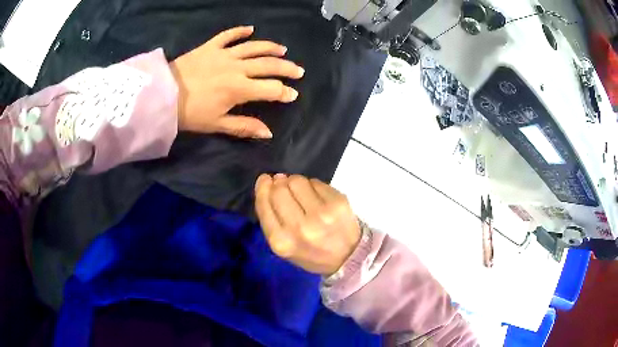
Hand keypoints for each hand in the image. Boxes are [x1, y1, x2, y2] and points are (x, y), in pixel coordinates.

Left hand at [170, 26, 304, 138]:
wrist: (163, 96)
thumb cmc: (190, 114)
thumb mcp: (217, 124)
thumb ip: (244, 126)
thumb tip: (269, 133)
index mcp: (240, 89)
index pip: (271, 89)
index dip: (284, 93)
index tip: (293, 95)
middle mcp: (237, 68)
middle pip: (268, 65)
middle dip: (287, 68)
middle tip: (299, 71)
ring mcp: (224, 54)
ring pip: (254, 47)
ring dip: (271, 47)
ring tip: (283, 49)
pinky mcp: (211, 46)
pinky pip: (228, 35)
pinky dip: (239, 31)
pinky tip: (250, 29)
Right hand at [255, 174, 360, 274]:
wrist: (347, 258)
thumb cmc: (311, 253)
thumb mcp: (283, 246)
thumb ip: (270, 218)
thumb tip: (269, 183)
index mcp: (281, 241)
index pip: (264, 204)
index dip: (262, 188)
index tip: (265, 180)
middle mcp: (300, 227)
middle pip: (279, 189)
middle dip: (279, 184)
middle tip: (284, 186)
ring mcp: (321, 214)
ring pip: (297, 180)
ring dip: (295, 182)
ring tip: (301, 193)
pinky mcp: (338, 202)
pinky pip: (316, 182)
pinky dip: (313, 185)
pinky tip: (316, 196)